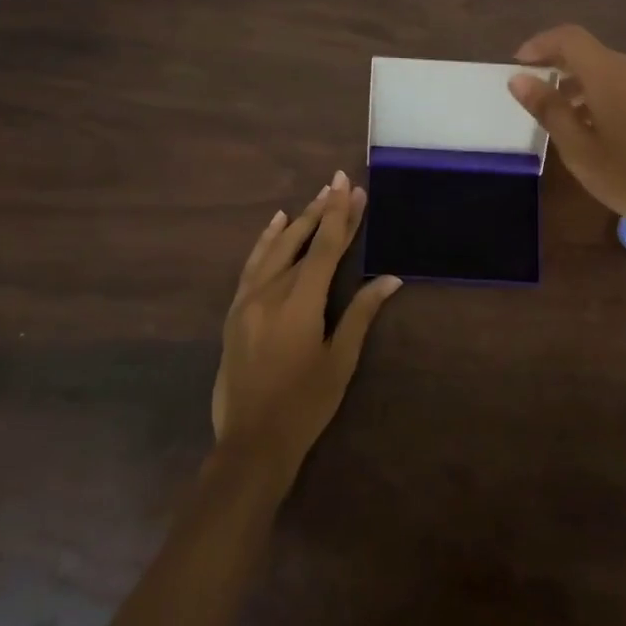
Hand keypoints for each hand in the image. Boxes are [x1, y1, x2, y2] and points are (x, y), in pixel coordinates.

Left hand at [211, 171, 402, 484]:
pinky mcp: (236, 310)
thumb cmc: (305, 405)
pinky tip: (277, 224)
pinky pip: (252, 264)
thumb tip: (390, 279)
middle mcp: (271, 292)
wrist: (251, 442)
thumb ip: (361, 314)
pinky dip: (266, 240)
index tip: (350, 186)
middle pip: (302, 241)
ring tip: (317, 197)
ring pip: (276, 248)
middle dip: (323, 210)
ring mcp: (249, 299)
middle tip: (339, 182)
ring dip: (298, 221)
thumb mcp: (340, 361)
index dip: (340, 215)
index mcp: (301, 303)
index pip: (326, 248)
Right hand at [508, 24, 625, 237]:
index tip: (518, 64)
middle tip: (533, 92)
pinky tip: (592, 126)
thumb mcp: (578, 148)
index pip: (569, 38)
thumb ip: (548, 109)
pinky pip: (623, 84)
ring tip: (559, 115)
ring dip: (578, 84)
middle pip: (587, 52)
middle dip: (557, 66)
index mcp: (609, 73)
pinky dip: (599, 94)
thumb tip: (519, 79)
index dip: (540, 44)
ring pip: (606, 69)